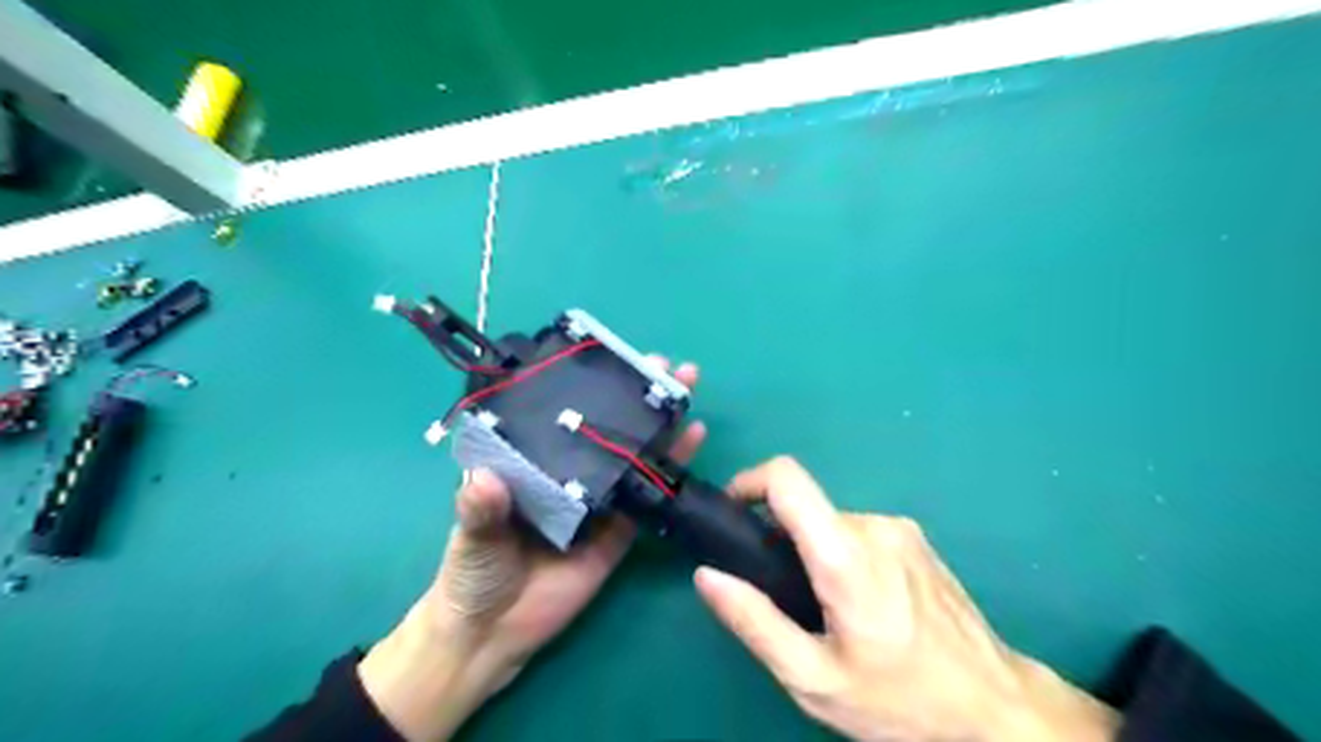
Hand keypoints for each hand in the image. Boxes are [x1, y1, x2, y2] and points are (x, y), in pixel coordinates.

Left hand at [349, 356, 699, 735]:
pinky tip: (692, 442)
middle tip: (666, 368)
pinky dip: (670, 473)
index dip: (589, 387)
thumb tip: (485, 480)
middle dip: (637, 398)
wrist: (493, 636)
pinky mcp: (620, 533)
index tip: (612, 359)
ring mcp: (600, 502)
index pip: (564, 415)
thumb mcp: (472, 537)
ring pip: (634, 458)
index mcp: (533, 463)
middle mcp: (570, 474)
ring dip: (662, 427)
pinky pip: (649, 500)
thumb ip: (480, 510)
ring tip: (687, 394)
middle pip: (607, 430)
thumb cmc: (472, 574)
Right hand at [695, 458, 1116, 741]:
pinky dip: (844, 556)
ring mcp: (900, 530)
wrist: (997, 709)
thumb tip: (707, 576)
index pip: (787, 478)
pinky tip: (863, 607)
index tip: (732, 513)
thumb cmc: (901, 700)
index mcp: (845, 554)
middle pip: (807, 510)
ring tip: (829, 613)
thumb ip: (754, 622)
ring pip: (833, 524)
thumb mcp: (814, 679)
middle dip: (783, 543)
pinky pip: (861, 533)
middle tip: (786, 599)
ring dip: (816, 554)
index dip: (750, 481)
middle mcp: (874, 526)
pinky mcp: (916, 540)